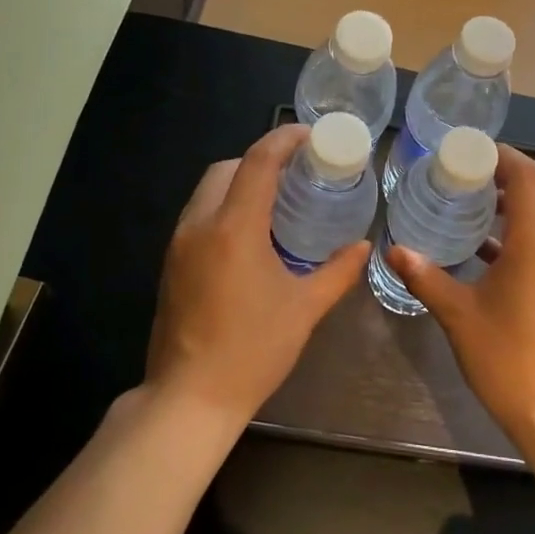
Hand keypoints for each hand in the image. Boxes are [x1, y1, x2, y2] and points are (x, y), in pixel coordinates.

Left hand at [143, 124, 369, 426]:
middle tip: (297, 171)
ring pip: (207, 191)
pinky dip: (225, 206)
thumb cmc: (254, 351)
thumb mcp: (305, 309)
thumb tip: (363, 246)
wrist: (190, 398)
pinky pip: (199, 215)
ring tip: (277, 199)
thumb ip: (337, 271)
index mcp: (233, 229)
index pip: (257, 163)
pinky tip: (252, 232)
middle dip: (260, 159)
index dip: (283, 140)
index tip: (309, 135)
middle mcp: (199, 226)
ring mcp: (179, 245)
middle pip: (226, 169)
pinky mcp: (171, 264)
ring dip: (240, 182)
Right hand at [387, 145, 534, 443]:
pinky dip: (521, 229)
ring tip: (472, 202)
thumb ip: (425, 276)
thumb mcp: (457, 314)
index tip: (468, 153)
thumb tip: (393, 249)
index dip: (502, 157)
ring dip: (516, 201)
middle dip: (508, 174)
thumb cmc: (506, 357)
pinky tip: (485, 246)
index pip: (528, 178)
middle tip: (466, 173)